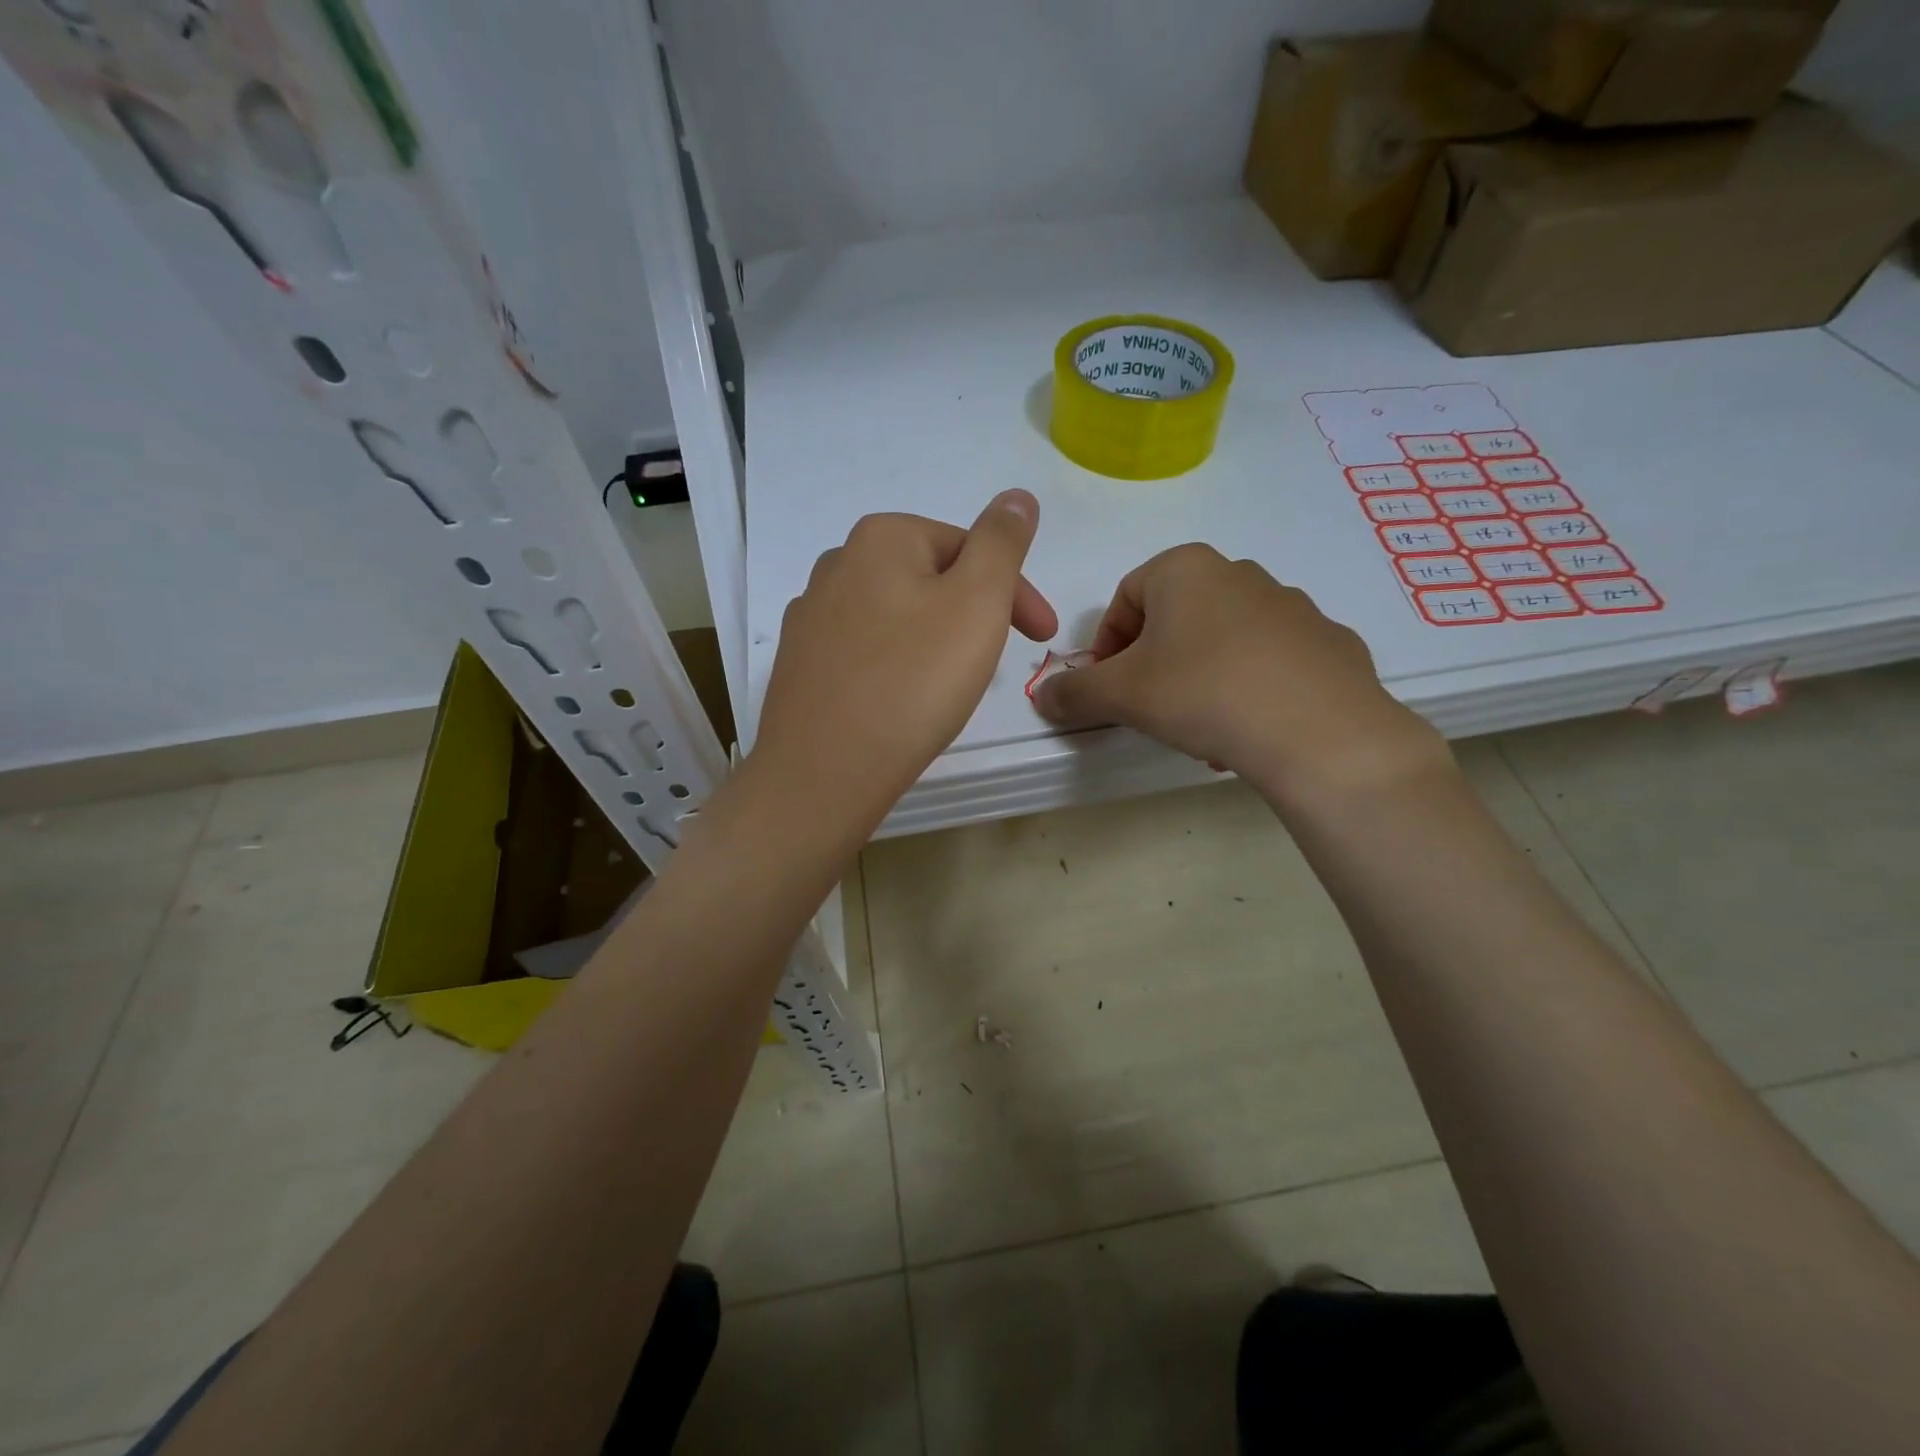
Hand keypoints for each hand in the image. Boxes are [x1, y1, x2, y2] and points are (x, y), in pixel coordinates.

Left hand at [752, 490, 1057, 827]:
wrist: (824, 770)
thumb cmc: (913, 680)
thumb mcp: (977, 600)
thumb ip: (1002, 541)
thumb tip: (1016, 496)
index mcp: (881, 538)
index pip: (970, 548)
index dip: (1015, 591)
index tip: (1043, 637)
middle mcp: (836, 565)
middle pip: (930, 580)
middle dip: (973, 614)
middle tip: (996, 663)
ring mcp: (810, 617)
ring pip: (897, 618)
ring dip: (935, 641)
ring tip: (950, 687)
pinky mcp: (800, 666)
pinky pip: (865, 653)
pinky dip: (896, 668)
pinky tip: (901, 702)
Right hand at [1032, 544, 1448, 805]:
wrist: (1319, 731)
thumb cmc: (1203, 692)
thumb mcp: (1121, 695)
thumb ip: (1074, 691)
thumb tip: (1044, 696)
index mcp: (1185, 569)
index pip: (1124, 598)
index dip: (1105, 645)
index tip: (1107, 687)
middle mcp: (1239, 573)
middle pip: (1174, 616)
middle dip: (1152, 662)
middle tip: (1149, 706)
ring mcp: (1292, 606)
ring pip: (1222, 639)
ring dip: (1198, 675)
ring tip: (1198, 725)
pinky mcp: (1328, 642)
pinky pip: (1270, 660)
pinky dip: (1248, 686)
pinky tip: (1248, 727)